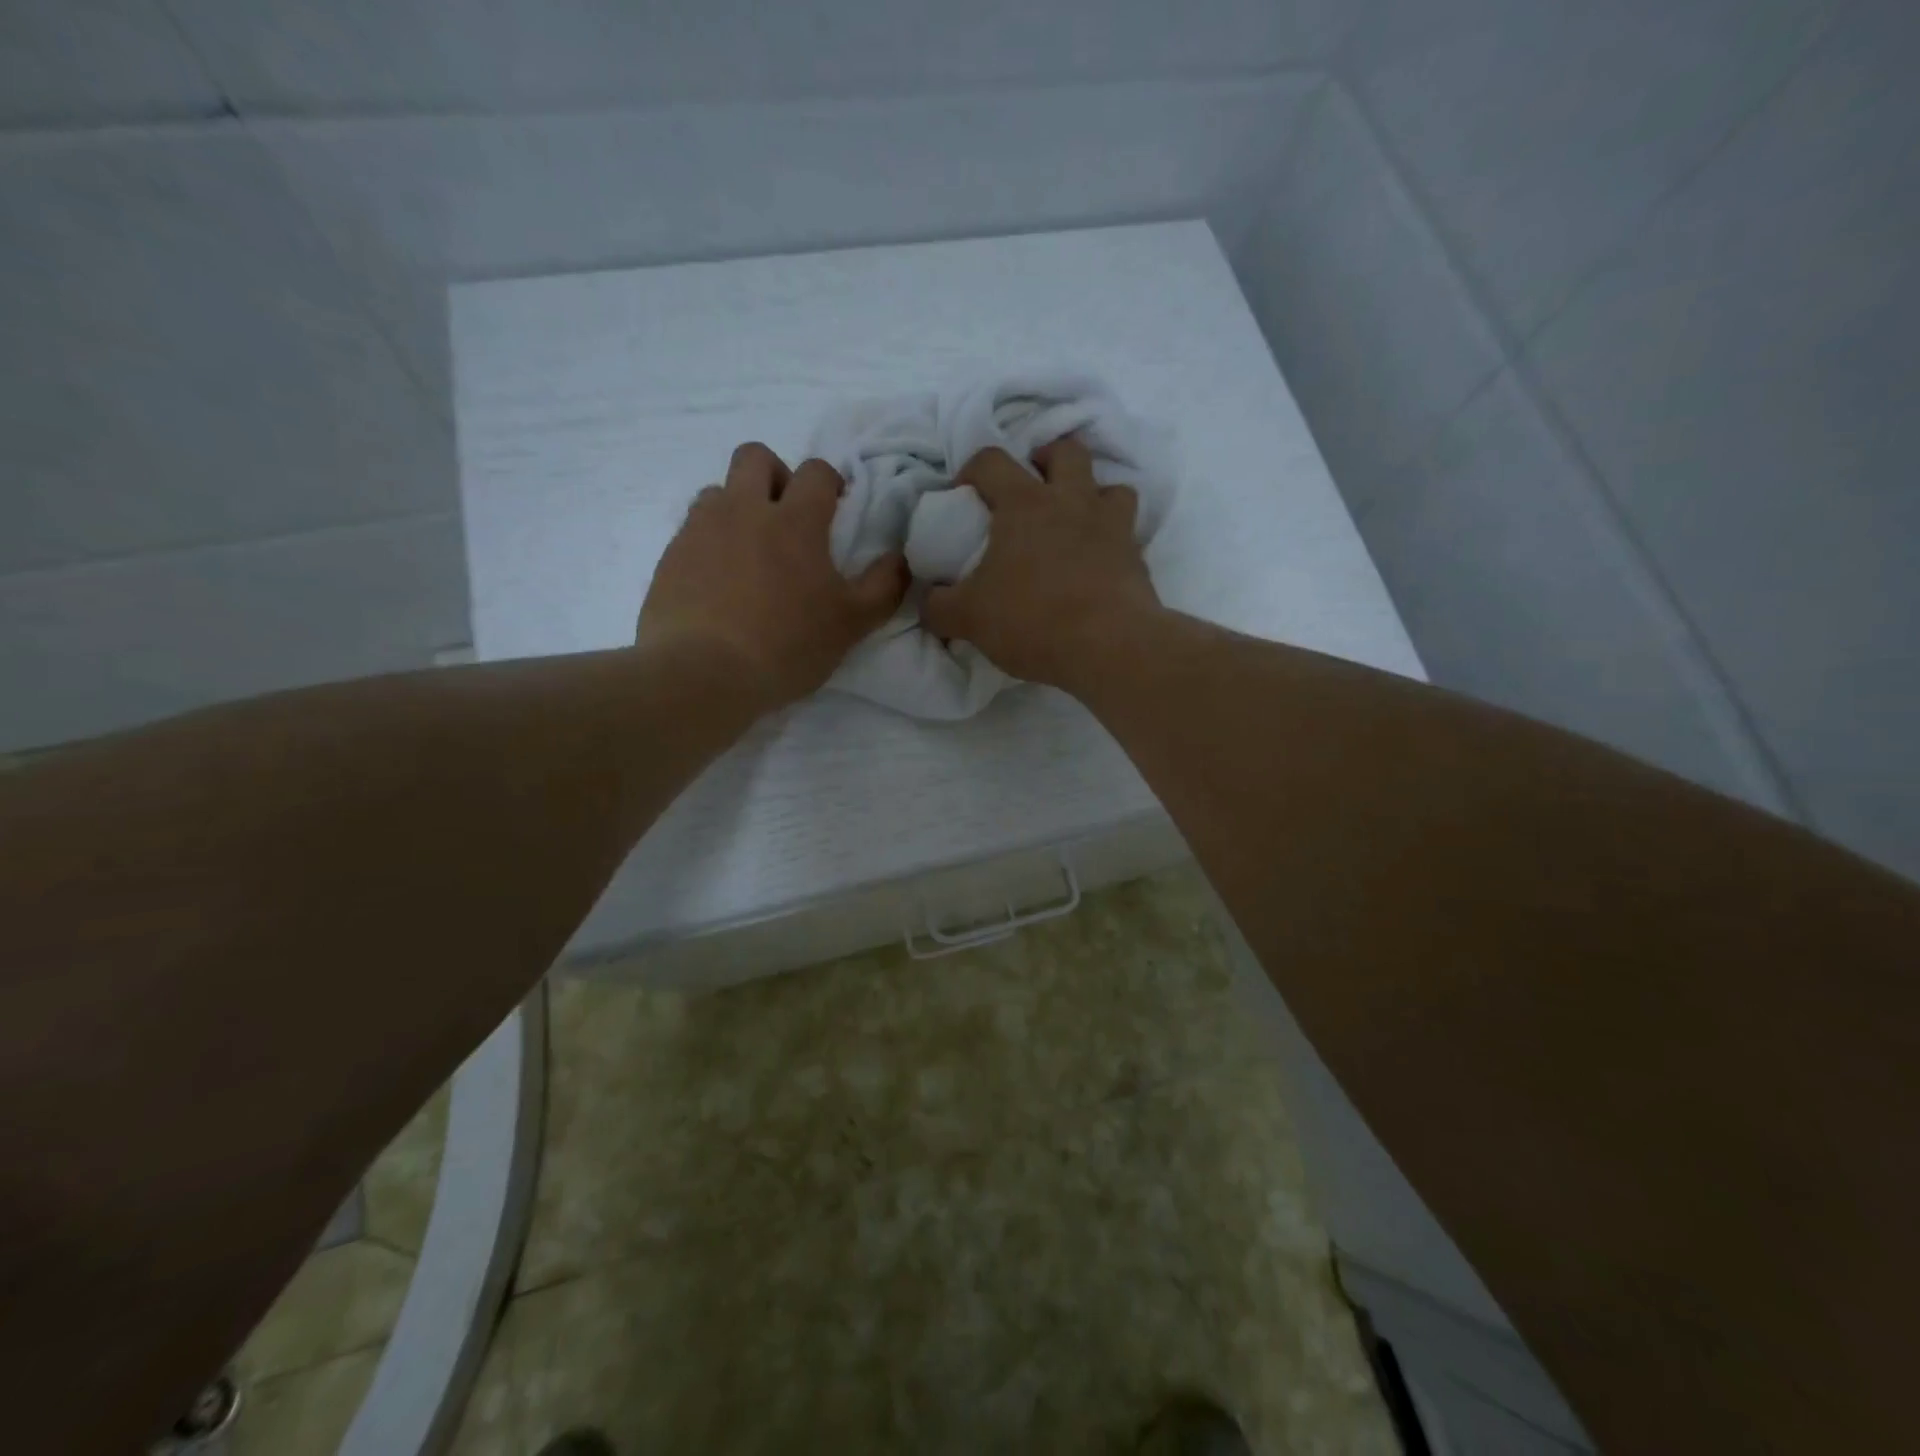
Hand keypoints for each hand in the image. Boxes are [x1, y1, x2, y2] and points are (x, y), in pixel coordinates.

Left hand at [638, 443, 906, 712]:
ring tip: (749, 552)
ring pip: (719, 491)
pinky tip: (719, 582)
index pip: (816, 471)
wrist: (701, 672)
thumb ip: (883, 587)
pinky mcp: (670, 555)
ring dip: (738, 507)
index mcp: (795, 520)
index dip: (829, 483)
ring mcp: (701, 529)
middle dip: (776, 476)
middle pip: (756, 457)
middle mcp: (744, 509)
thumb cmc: (786, 645)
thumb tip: (900, 559)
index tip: (834, 510)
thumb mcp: (851, 624)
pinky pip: (692, 530)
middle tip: (787, 518)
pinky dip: (710, 542)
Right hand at [921, 437, 1162, 695]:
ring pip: (1110, 486)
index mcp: (1024, 503)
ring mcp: (1111, 525)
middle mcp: (1072, 501)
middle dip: (1045, 460)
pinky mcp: (1137, 556)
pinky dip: (1114, 538)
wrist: (1108, 647)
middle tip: (1031, 490)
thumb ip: (940, 606)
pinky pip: (1129, 531)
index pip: (991, 460)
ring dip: (1092, 495)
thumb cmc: (1032, 620)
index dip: (971, 471)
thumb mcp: (968, 618)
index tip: (962, 496)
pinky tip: (1099, 562)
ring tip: (1075, 522)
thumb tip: (928, 599)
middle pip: (1066, 452)